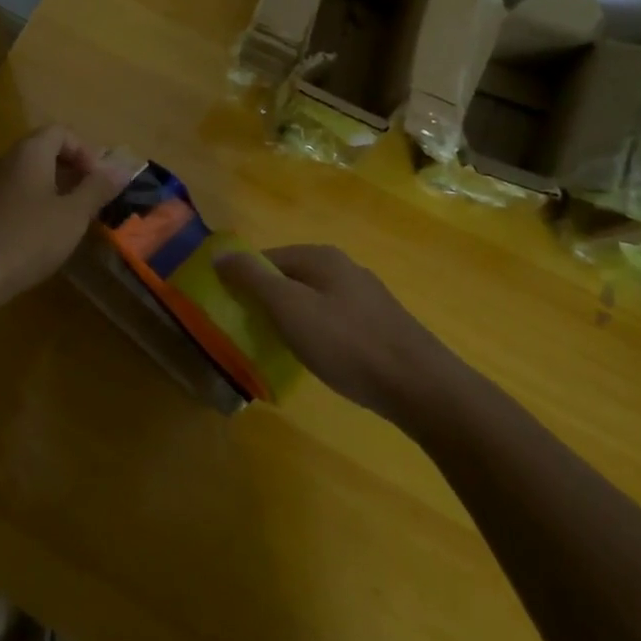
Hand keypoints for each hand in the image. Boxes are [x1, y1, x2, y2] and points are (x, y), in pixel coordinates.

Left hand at [0, 125, 129, 304]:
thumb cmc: (29, 237)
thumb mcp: (73, 214)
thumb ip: (98, 188)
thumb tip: (122, 168)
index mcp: (29, 152)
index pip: (61, 132)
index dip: (85, 151)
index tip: (99, 180)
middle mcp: (6, 160)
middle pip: (44, 150)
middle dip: (72, 170)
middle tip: (92, 198)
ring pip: (29, 174)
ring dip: (54, 188)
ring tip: (73, 217)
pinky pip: (14, 194)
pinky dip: (35, 204)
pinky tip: (45, 234)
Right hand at [215, 245, 449, 417]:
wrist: (420, 386)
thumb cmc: (347, 343)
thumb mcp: (289, 308)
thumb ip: (253, 279)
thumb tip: (219, 254)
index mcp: (320, 257)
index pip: (267, 258)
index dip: (244, 280)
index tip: (230, 310)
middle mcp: (344, 267)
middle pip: (291, 277)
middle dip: (268, 301)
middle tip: (252, 333)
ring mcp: (366, 296)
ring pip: (314, 299)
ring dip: (293, 319)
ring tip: (282, 349)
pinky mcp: (381, 324)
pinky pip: (335, 320)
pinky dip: (319, 333)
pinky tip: (321, 358)